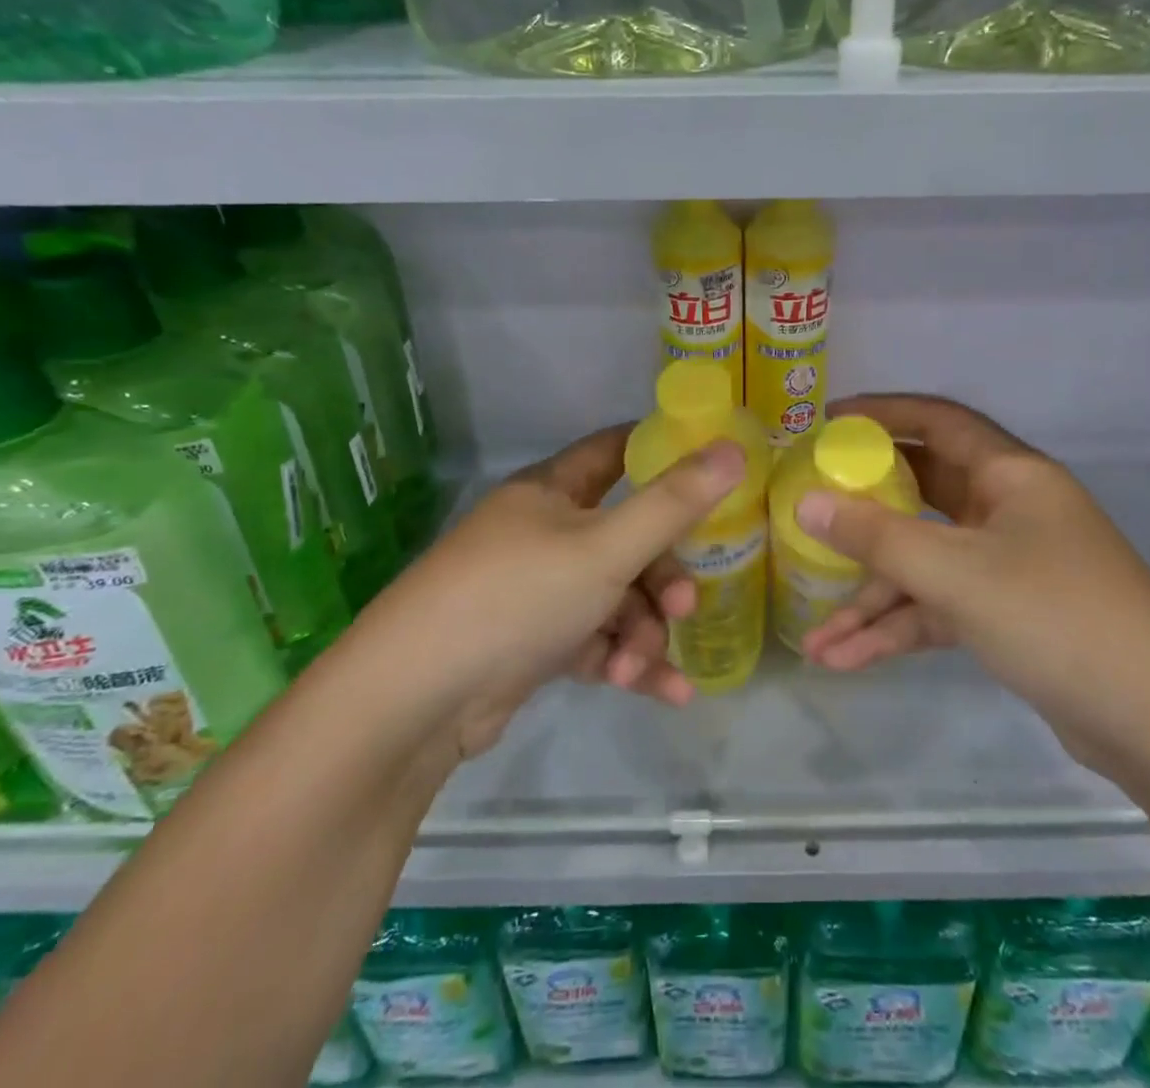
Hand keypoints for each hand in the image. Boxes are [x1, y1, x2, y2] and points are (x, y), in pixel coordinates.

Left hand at [361, 426, 742, 740]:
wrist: (414, 701)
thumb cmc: (516, 597)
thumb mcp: (605, 548)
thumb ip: (674, 502)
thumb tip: (735, 448)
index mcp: (552, 490)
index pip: (615, 451)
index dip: (663, 453)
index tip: (713, 472)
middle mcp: (543, 532)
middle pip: (626, 537)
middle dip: (662, 575)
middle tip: (685, 606)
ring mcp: (536, 589)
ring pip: (615, 596)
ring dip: (643, 631)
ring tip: (643, 666)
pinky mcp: (532, 642)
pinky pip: (596, 639)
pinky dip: (626, 661)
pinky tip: (663, 692)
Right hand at [792, 395, 1149, 772]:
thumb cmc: (1057, 617)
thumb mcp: (956, 573)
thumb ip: (876, 536)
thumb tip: (805, 503)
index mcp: (1011, 475)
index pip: (937, 421)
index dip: (882, 414)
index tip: (825, 424)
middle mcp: (1008, 511)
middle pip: (921, 494)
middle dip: (863, 512)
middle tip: (808, 511)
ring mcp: (1008, 566)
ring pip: (924, 564)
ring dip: (872, 599)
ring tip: (814, 638)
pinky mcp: (1007, 617)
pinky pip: (939, 608)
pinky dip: (898, 630)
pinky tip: (847, 660)